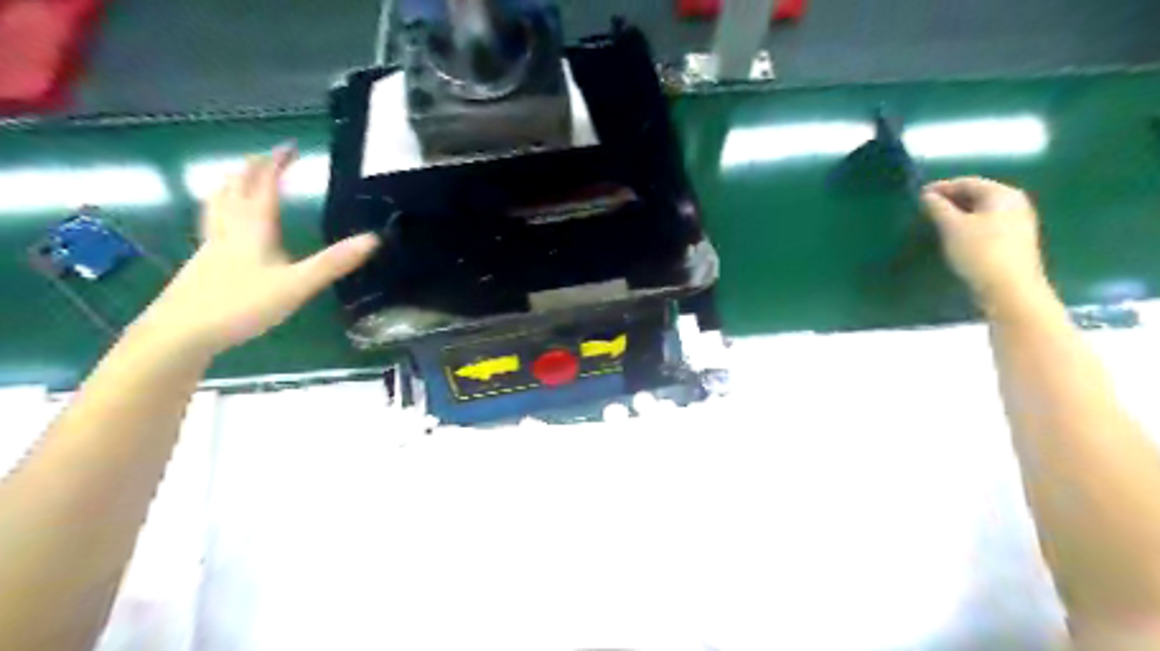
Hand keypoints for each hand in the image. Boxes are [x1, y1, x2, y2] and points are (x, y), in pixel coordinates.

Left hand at [138, 146, 379, 356]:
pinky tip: (226, 225)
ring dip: (232, 184)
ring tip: (240, 178)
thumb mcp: (297, 285)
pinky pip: (213, 222)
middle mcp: (229, 228)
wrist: (182, 332)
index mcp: (253, 228)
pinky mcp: (202, 262)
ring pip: (218, 203)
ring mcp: (211, 245)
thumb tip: (373, 239)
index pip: (264, 185)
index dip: (277, 163)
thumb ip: (334, 263)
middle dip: (253, 168)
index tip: (290, 147)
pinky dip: (222, 209)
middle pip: (235, 187)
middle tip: (268, 158)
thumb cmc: (242, 305)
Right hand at [925, 176, 1053, 310]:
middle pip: (978, 195)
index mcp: (1002, 194)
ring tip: (937, 222)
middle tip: (927, 208)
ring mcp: (1018, 223)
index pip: (968, 182)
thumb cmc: (980, 251)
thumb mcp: (952, 227)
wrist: (1010, 288)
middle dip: (951, 199)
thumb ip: (938, 208)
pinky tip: (956, 236)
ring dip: (959, 213)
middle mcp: (1015, 204)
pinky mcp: (1014, 242)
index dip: (942, 187)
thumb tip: (927, 196)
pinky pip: (987, 225)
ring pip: (983, 211)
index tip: (919, 194)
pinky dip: (969, 225)